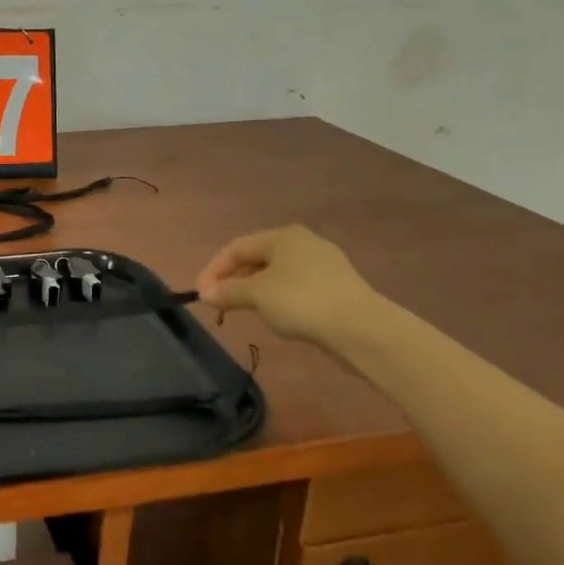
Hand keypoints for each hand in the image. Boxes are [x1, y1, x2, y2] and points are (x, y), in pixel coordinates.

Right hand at [196, 225, 380, 345]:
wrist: (362, 328)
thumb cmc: (302, 302)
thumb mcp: (256, 295)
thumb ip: (227, 291)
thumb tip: (205, 294)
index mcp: (282, 236)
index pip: (235, 248)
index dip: (213, 270)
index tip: (201, 295)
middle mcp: (303, 242)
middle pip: (256, 258)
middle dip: (233, 280)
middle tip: (219, 303)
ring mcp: (324, 264)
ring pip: (276, 273)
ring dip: (254, 290)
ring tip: (243, 310)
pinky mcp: (337, 286)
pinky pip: (296, 286)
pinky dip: (277, 297)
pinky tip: (276, 315)